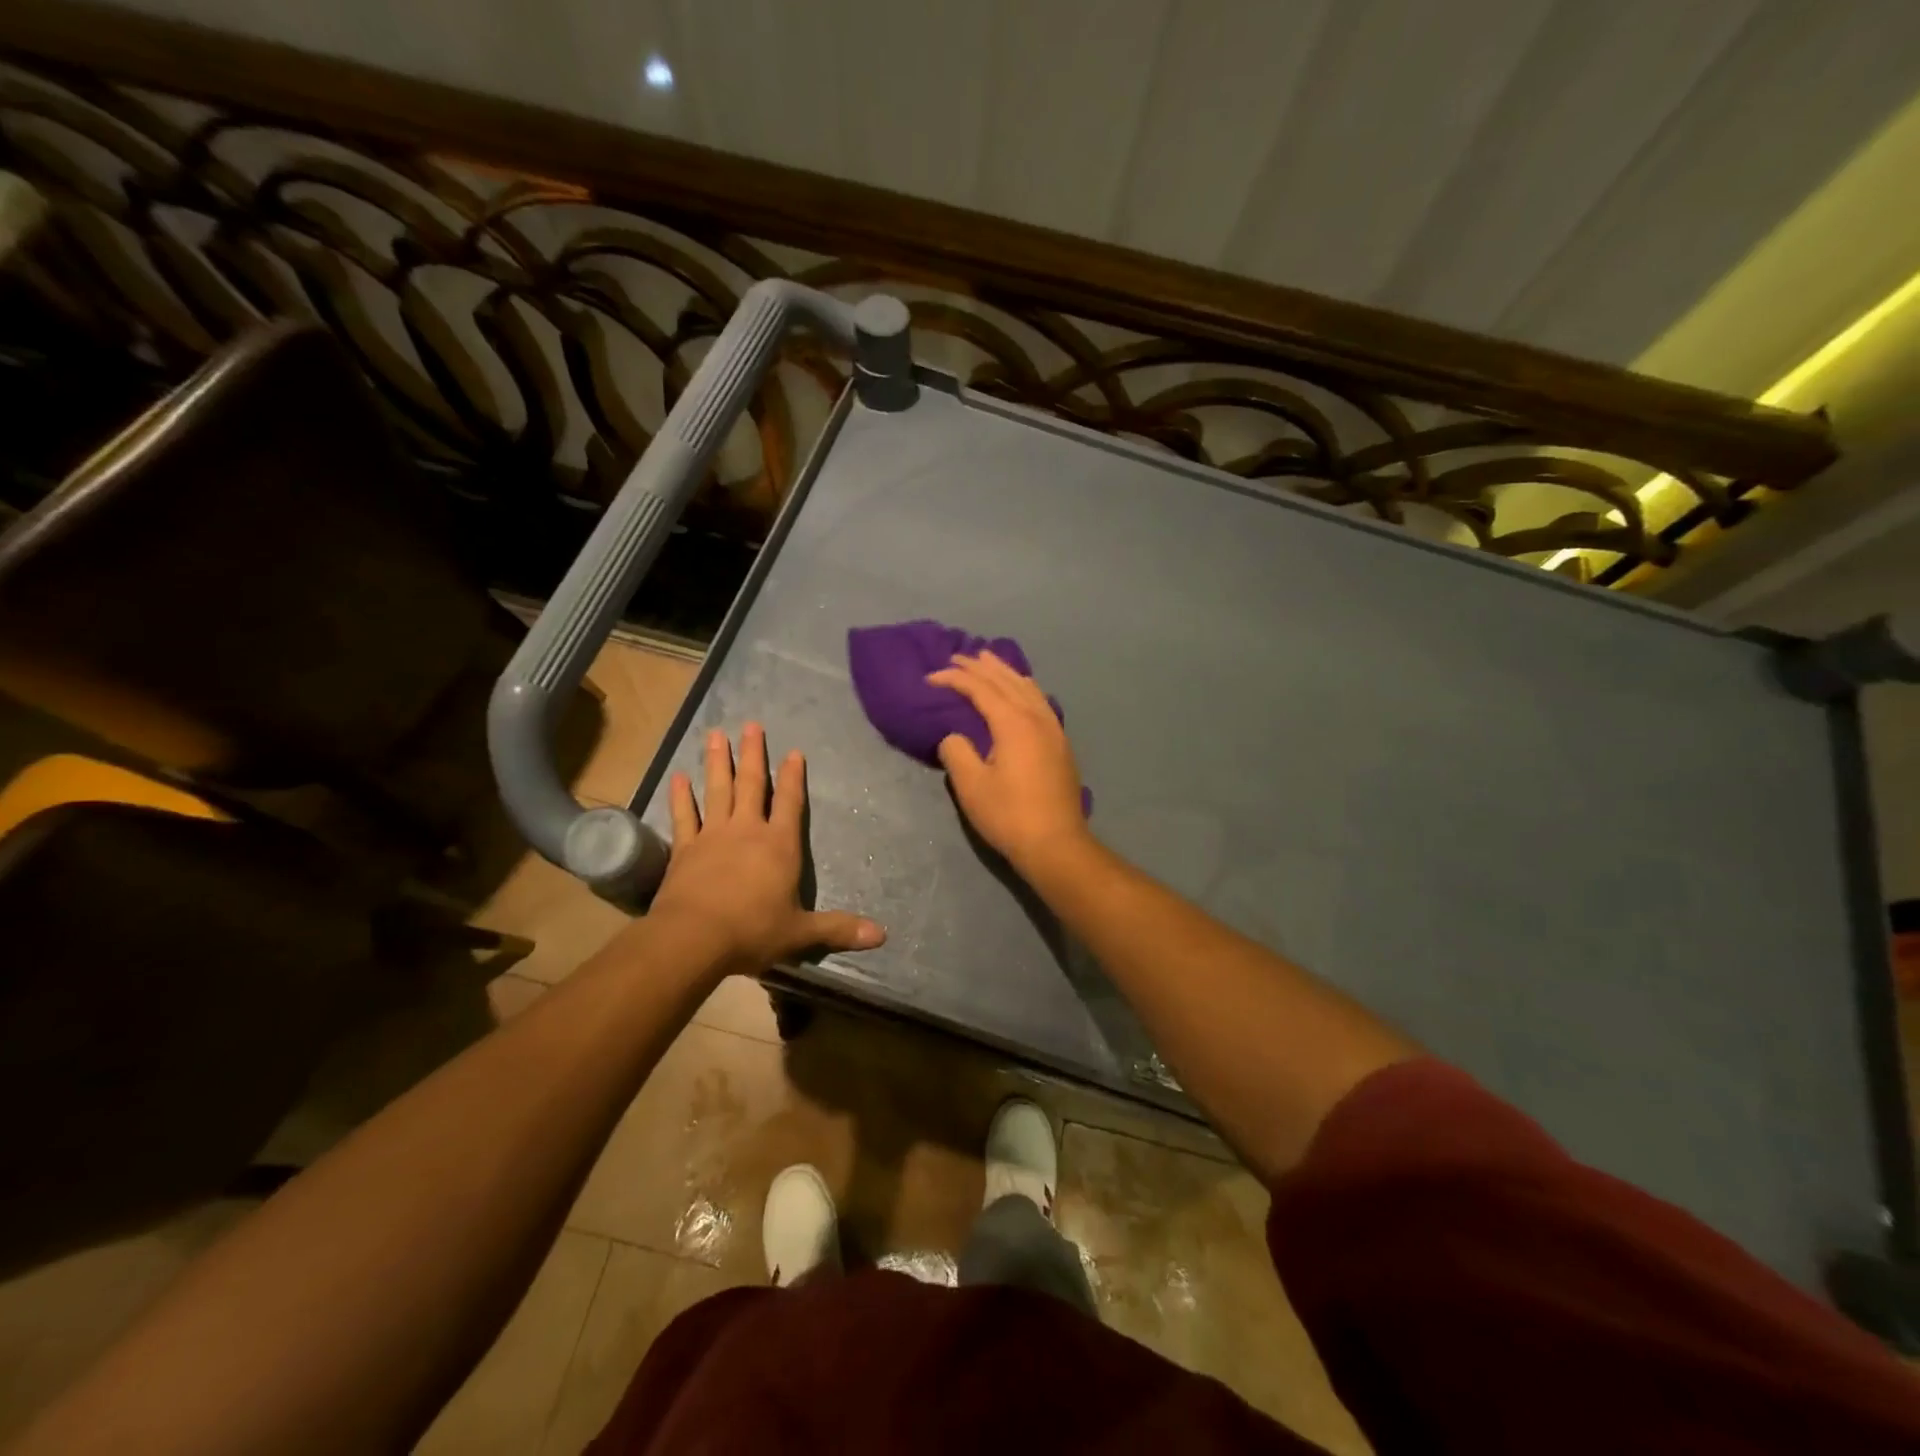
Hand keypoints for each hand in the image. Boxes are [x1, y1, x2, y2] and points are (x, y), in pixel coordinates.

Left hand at [649, 724, 884, 973]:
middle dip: (753, 754)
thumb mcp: (800, 933)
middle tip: (751, 725)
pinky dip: (681, 797)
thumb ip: (838, 929)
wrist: (694, 939)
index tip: (793, 752)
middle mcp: (747, 831)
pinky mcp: (684, 849)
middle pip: (751, 784)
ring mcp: (713, 836)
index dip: (793, 777)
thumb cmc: (752, 931)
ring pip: (717, 790)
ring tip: (715, 735)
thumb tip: (882, 935)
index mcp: (779, 845)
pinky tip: (678, 777)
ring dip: (717, 762)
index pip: (790, 803)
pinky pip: (684, 816)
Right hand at [925, 651, 1090, 871]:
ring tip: (989, 661)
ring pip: (1028, 688)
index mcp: (1013, 723)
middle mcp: (1036, 718)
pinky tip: (1022, 690)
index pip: (980, 689)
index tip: (931, 678)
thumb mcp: (971, 786)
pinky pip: (1041, 701)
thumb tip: (954, 736)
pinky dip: (1025, 687)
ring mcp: (1053, 730)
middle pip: (1007, 681)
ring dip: (1006, 672)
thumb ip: (957, 752)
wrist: (1056, 844)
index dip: (954, 678)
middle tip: (958, 656)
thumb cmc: (1009, 815)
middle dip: (981, 666)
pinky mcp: (1061, 744)